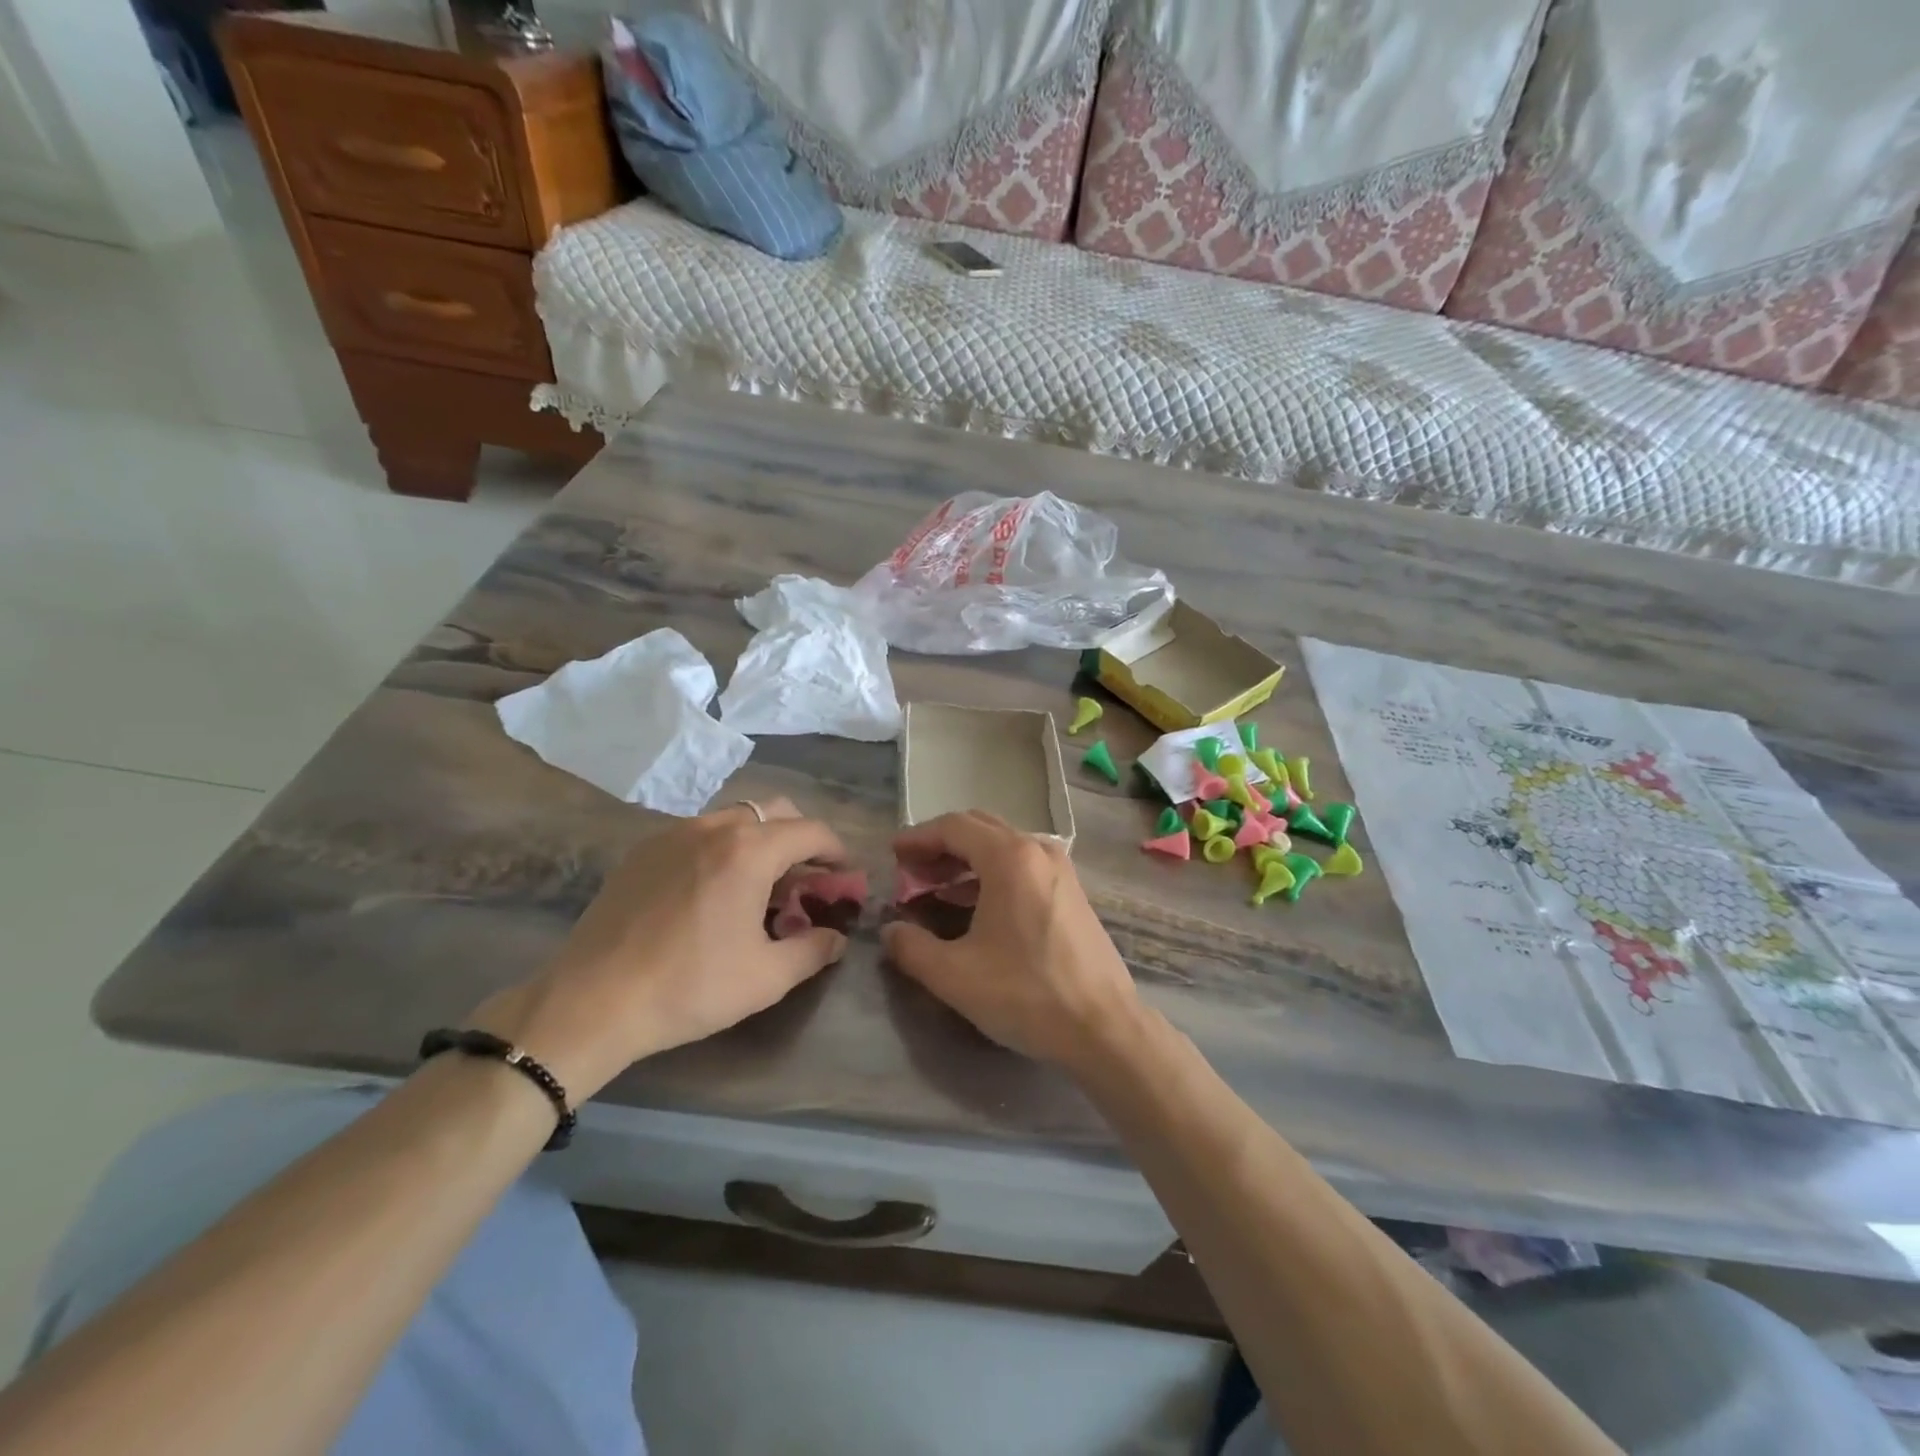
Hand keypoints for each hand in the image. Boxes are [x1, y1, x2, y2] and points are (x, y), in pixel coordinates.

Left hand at [467, 798, 849, 1099]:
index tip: (846, 876)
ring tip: (761, 883)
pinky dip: (723, 847)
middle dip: (801, 837)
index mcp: (750, 851)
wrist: (592, 1001)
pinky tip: (714, 889)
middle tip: (807, 877)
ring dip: (761, 840)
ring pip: (734, 818)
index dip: (837, 851)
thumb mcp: (766, 977)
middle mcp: (714, 827)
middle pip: (775, 811)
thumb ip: (813, 950)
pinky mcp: (643, 851)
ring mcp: (673, 834)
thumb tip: (836, 938)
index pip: (811, 832)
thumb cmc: (690, 987)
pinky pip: (699, 833)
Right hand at [881, 812, 1142, 1069]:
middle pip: (980, 829)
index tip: (893, 854)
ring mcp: (1060, 870)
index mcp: (1010, 857)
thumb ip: (911, 948)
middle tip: (911, 871)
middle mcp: (1038, 851)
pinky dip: (992, 874)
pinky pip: (1023, 866)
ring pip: (1003, 847)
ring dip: (966, 860)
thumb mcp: (955, 975)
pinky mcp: (1072, 893)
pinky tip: (975, 905)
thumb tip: (891, 931)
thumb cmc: (1026, 994)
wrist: (1104, 1027)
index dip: (918, 837)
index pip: (954, 827)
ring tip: (936, 888)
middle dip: (941, 846)